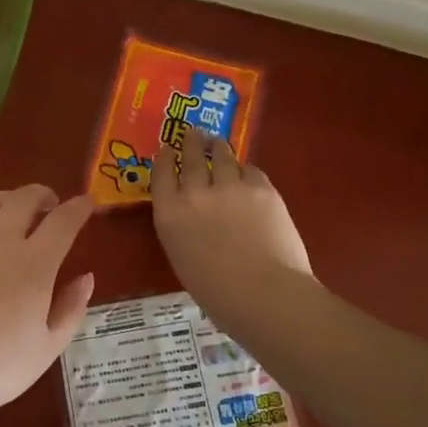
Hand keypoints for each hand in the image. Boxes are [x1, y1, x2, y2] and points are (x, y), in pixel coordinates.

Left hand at [0, 185, 95, 426]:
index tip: (88, 202)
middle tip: (51, 204)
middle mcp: (0, 241)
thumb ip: (71, 310)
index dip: (79, 207)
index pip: (63, 221)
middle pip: (25, 198)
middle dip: (43, 194)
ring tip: (17, 211)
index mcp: (35, 264)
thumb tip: (86, 278)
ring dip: (11, 199)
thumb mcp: (46, 350)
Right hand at [152, 136, 312, 311]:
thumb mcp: (183, 259)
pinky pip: (250, 170)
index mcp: (170, 215)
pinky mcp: (261, 188)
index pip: (161, 175)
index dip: (163, 159)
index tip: (165, 149)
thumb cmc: (218, 294)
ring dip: (217, 147)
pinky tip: (246, 172)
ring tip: (217, 142)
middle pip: (190, 157)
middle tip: (192, 132)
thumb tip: (193, 219)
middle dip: (190, 142)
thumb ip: (183, 230)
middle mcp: (196, 193)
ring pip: (221, 156)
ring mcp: (230, 186)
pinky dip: (245, 170)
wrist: (266, 294)